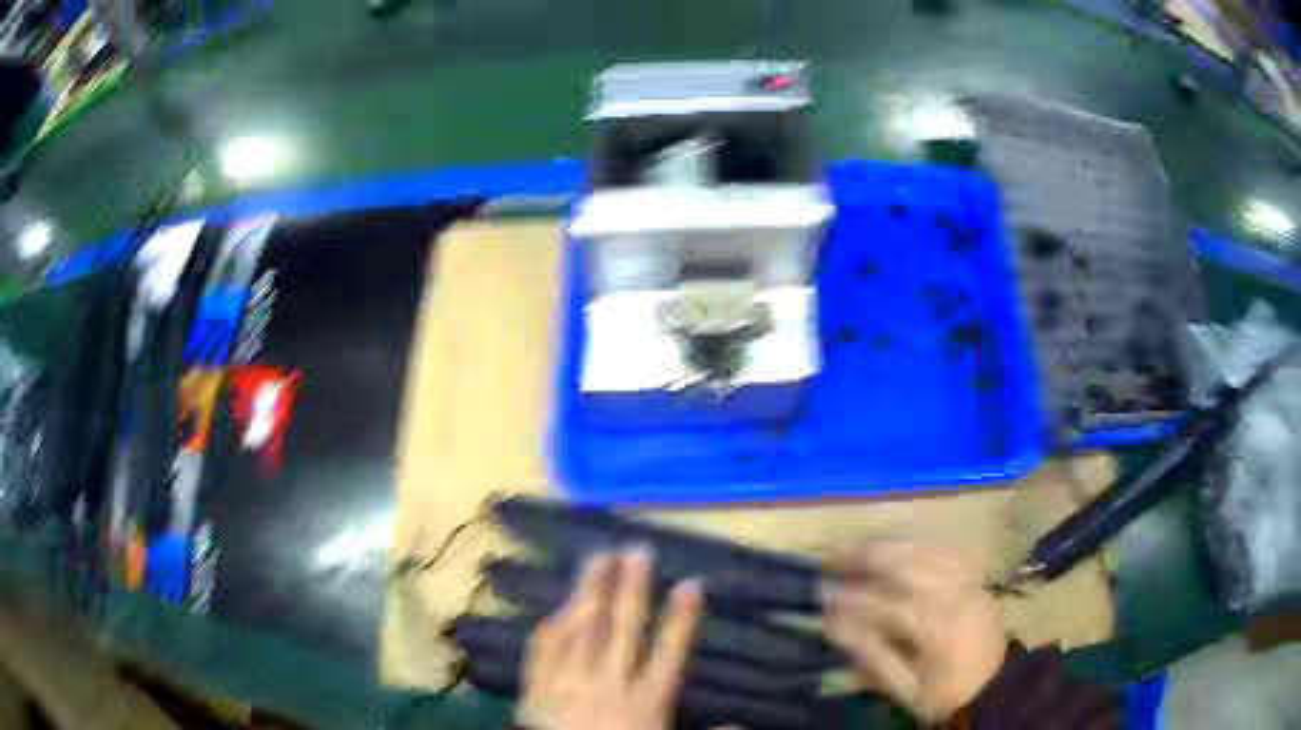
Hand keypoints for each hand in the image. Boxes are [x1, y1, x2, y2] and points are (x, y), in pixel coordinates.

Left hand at [519, 550, 704, 729]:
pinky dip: (552, 626)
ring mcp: (568, 684)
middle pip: (623, 630)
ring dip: (589, 592)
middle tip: (637, 550)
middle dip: (632, 589)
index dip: (682, 617)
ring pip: (582, 630)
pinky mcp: (536, 689)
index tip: (692, 583)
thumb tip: (746, 723)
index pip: (670, 652)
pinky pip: (543, 650)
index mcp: (645, 702)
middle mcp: (608, 685)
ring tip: (596, 557)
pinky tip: (557, 607)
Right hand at [823, 540, 1006, 722]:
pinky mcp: (975, 577)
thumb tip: (836, 627)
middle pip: (905, 563)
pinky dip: (915, 544)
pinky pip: (943, 549)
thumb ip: (873, 657)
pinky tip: (897, 545)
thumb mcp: (906, 690)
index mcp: (937, 627)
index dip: (849, 598)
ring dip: (886, 544)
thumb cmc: (947, 694)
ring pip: (923, 550)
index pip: (885, 603)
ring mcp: (968, 581)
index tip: (820, 599)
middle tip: (828, 554)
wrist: (995, 687)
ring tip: (855, 545)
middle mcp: (954, 594)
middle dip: (862, 555)